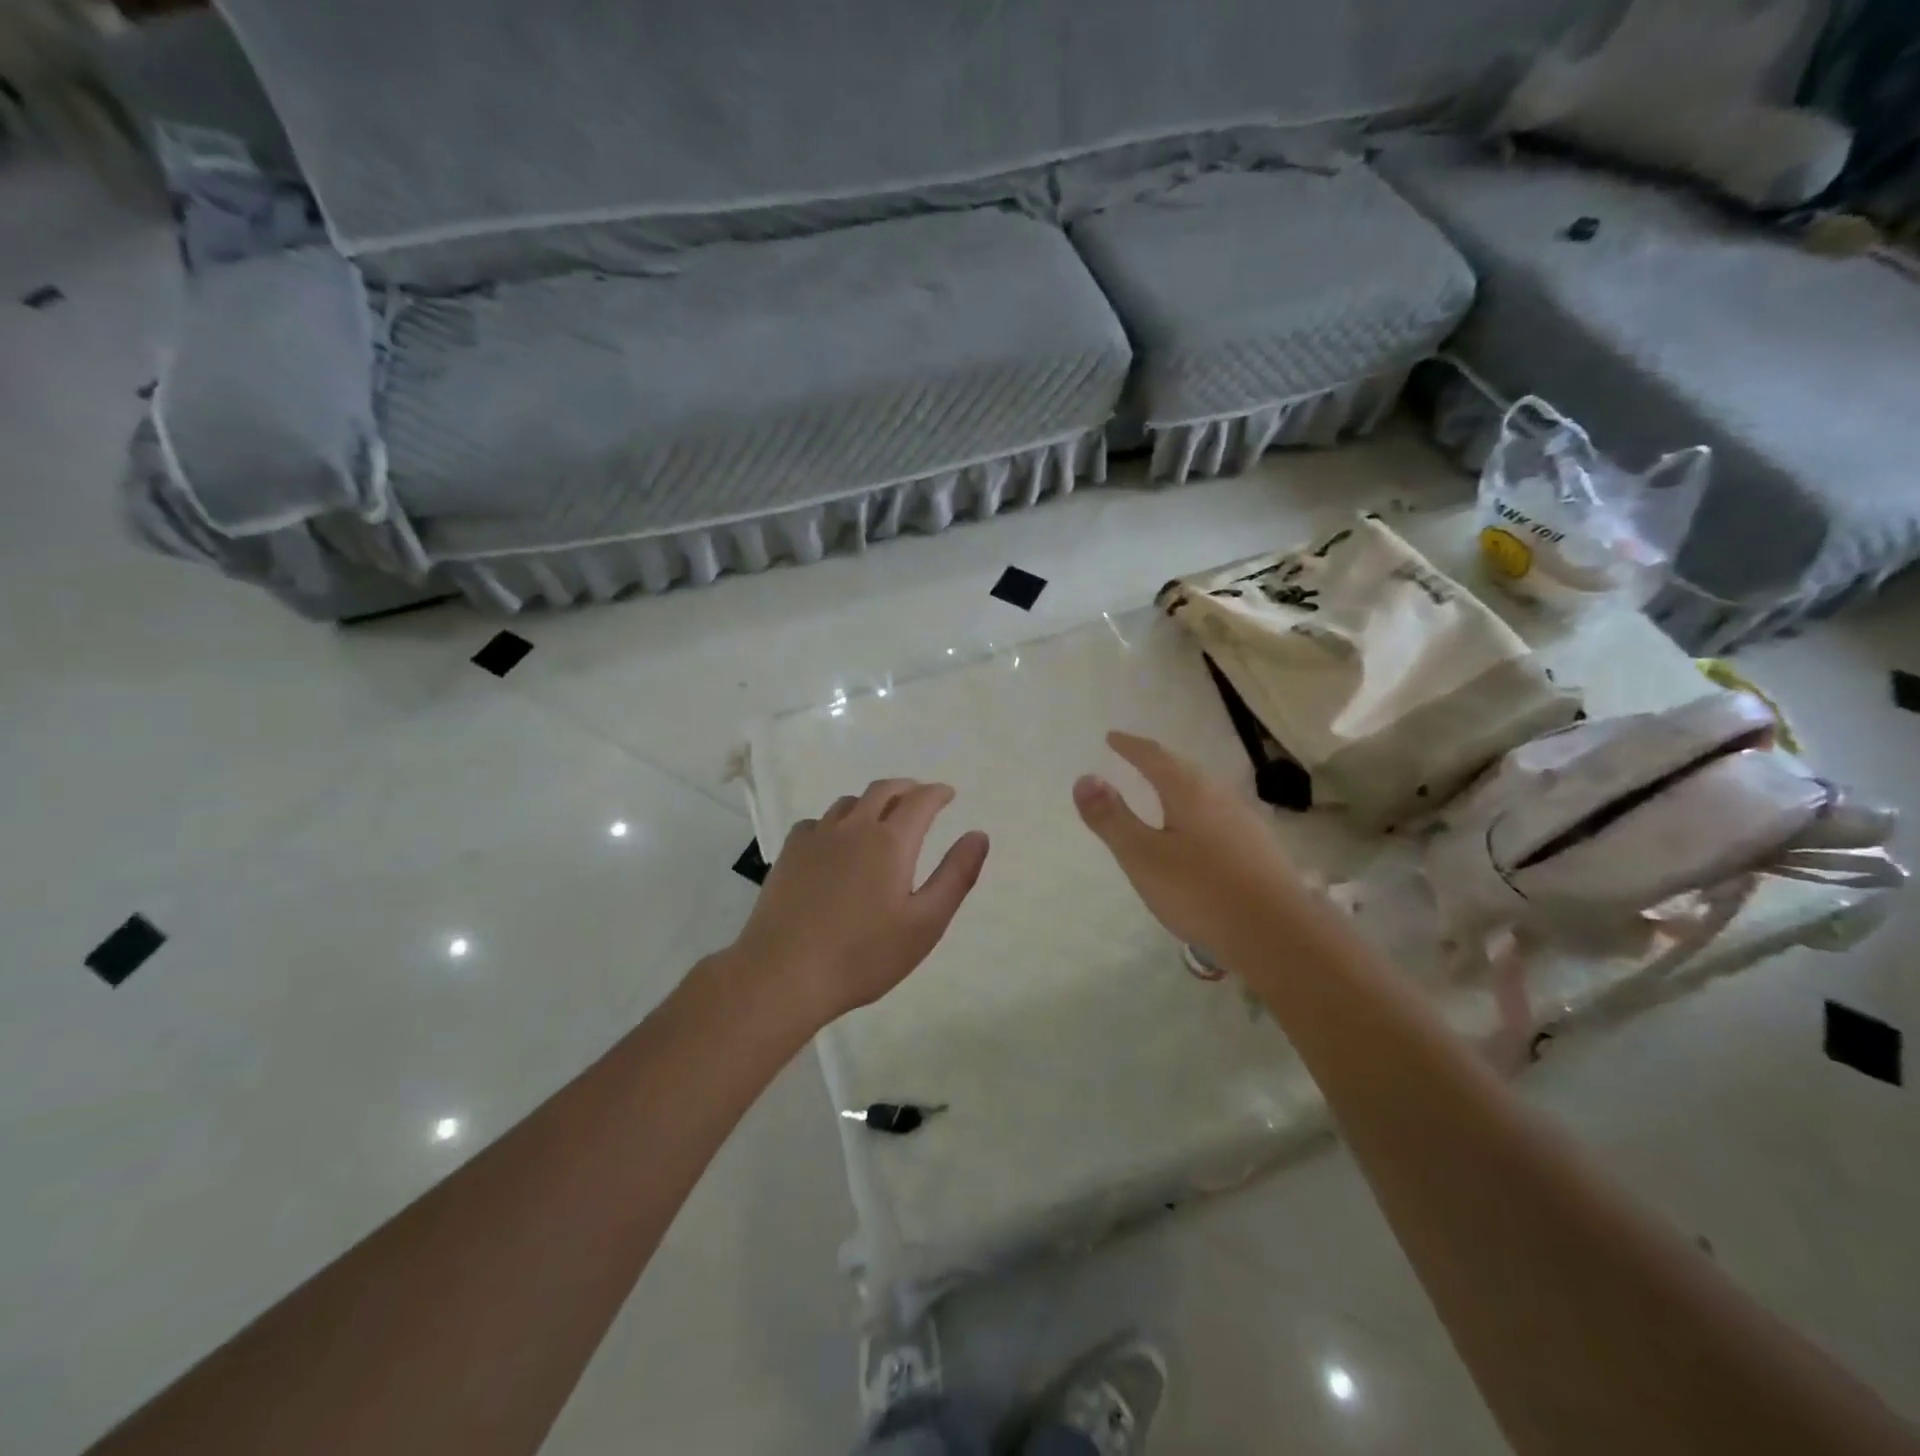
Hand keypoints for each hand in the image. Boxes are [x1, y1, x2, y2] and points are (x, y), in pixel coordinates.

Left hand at [730, 779, 989, 1026]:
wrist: (783, 973)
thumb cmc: (863, 955)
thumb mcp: (925, 923)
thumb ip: (955, 875)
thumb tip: (978, 835)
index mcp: (891, 841)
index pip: (920, 800)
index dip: (937, 793)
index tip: (948, 794)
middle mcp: (854, 827)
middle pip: (883, 790)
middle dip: (907, 788)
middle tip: (919, 797)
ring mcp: (816, 837)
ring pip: (849, 803)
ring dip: (871, 802)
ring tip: (880, 818)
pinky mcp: (789, 853)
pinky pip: (818, 822)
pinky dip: (836, 823)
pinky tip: (835, 843)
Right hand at [1073, 731, 1306, 954]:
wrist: (1278, 935)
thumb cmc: (1200, 891)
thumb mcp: (1142, 856)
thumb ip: (1111, 818)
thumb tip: (1084, 778)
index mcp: (1190, 792)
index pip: (1155, 757)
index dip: (1131, 747)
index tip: (1112, 738)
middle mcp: (1221, 797)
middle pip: (1185, 770)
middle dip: (1157, 763)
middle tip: (1136, 759)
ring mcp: (1246, 823)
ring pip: (1206, 794)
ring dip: (1180, 787)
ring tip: (1163, 793)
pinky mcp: (1260, 850)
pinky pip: (1220, 817)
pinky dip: (1198, 813)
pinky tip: (1198, 835)